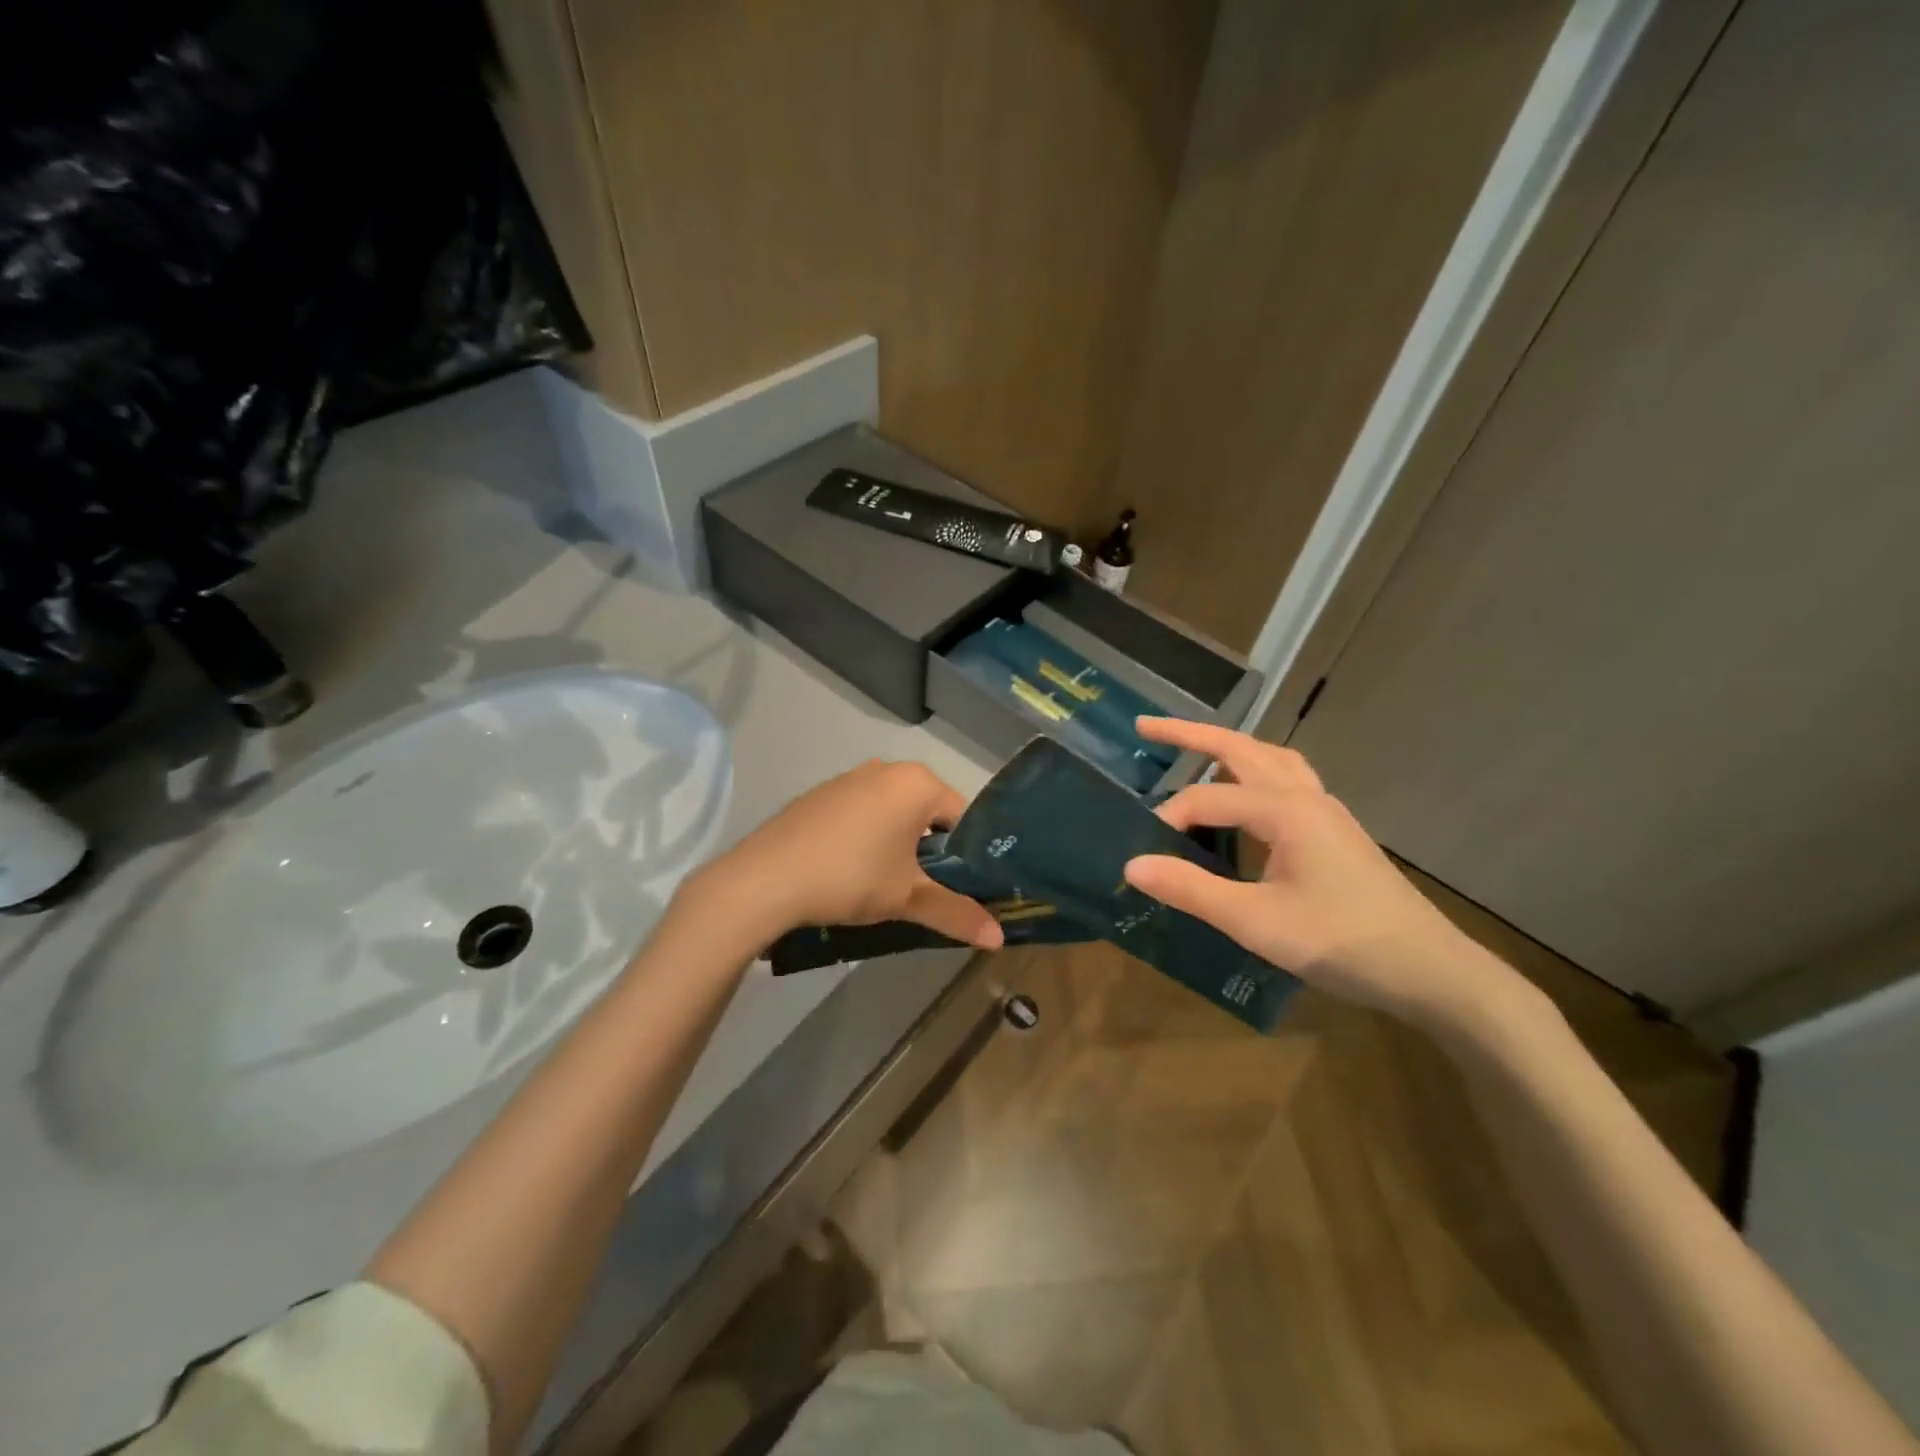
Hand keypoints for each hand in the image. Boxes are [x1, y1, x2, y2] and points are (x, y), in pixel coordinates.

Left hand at [691, 760, 1004, 951]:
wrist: (765, 879)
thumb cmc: (851, 878)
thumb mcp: (909, 898)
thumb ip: (957, 914)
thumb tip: (1000, 938)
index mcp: (917, 783)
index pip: (963, 816)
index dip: (967, 855)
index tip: (960, 888)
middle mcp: (886, 769)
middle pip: (927, 812)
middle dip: (931, 850)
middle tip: (924, 890)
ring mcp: (849, 778)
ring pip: (893, 812)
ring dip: (898, 844)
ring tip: (886, 885)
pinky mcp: (821, 794)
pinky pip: (861, 813)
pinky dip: (866, 837)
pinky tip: (850, 871)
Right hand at [1122, 719, 1520, 1029]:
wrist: (1430, 971)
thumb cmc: (1341, 943)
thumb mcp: (1256, 922)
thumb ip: (1191, 890)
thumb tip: (1132, 865)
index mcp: (1285, 810)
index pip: (1208, 798)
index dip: (1169, 818)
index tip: (1143, 852)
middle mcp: (1305, 797)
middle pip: (1241, 749)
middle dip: (1191, 734)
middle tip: (1146, 726)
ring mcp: (1326, 811)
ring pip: (1270, 759)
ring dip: (1229, 747)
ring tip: (1195, 751)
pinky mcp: (1335, 831)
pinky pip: (1287, 780)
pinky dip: (1255, 771)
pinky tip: (1246, 797)